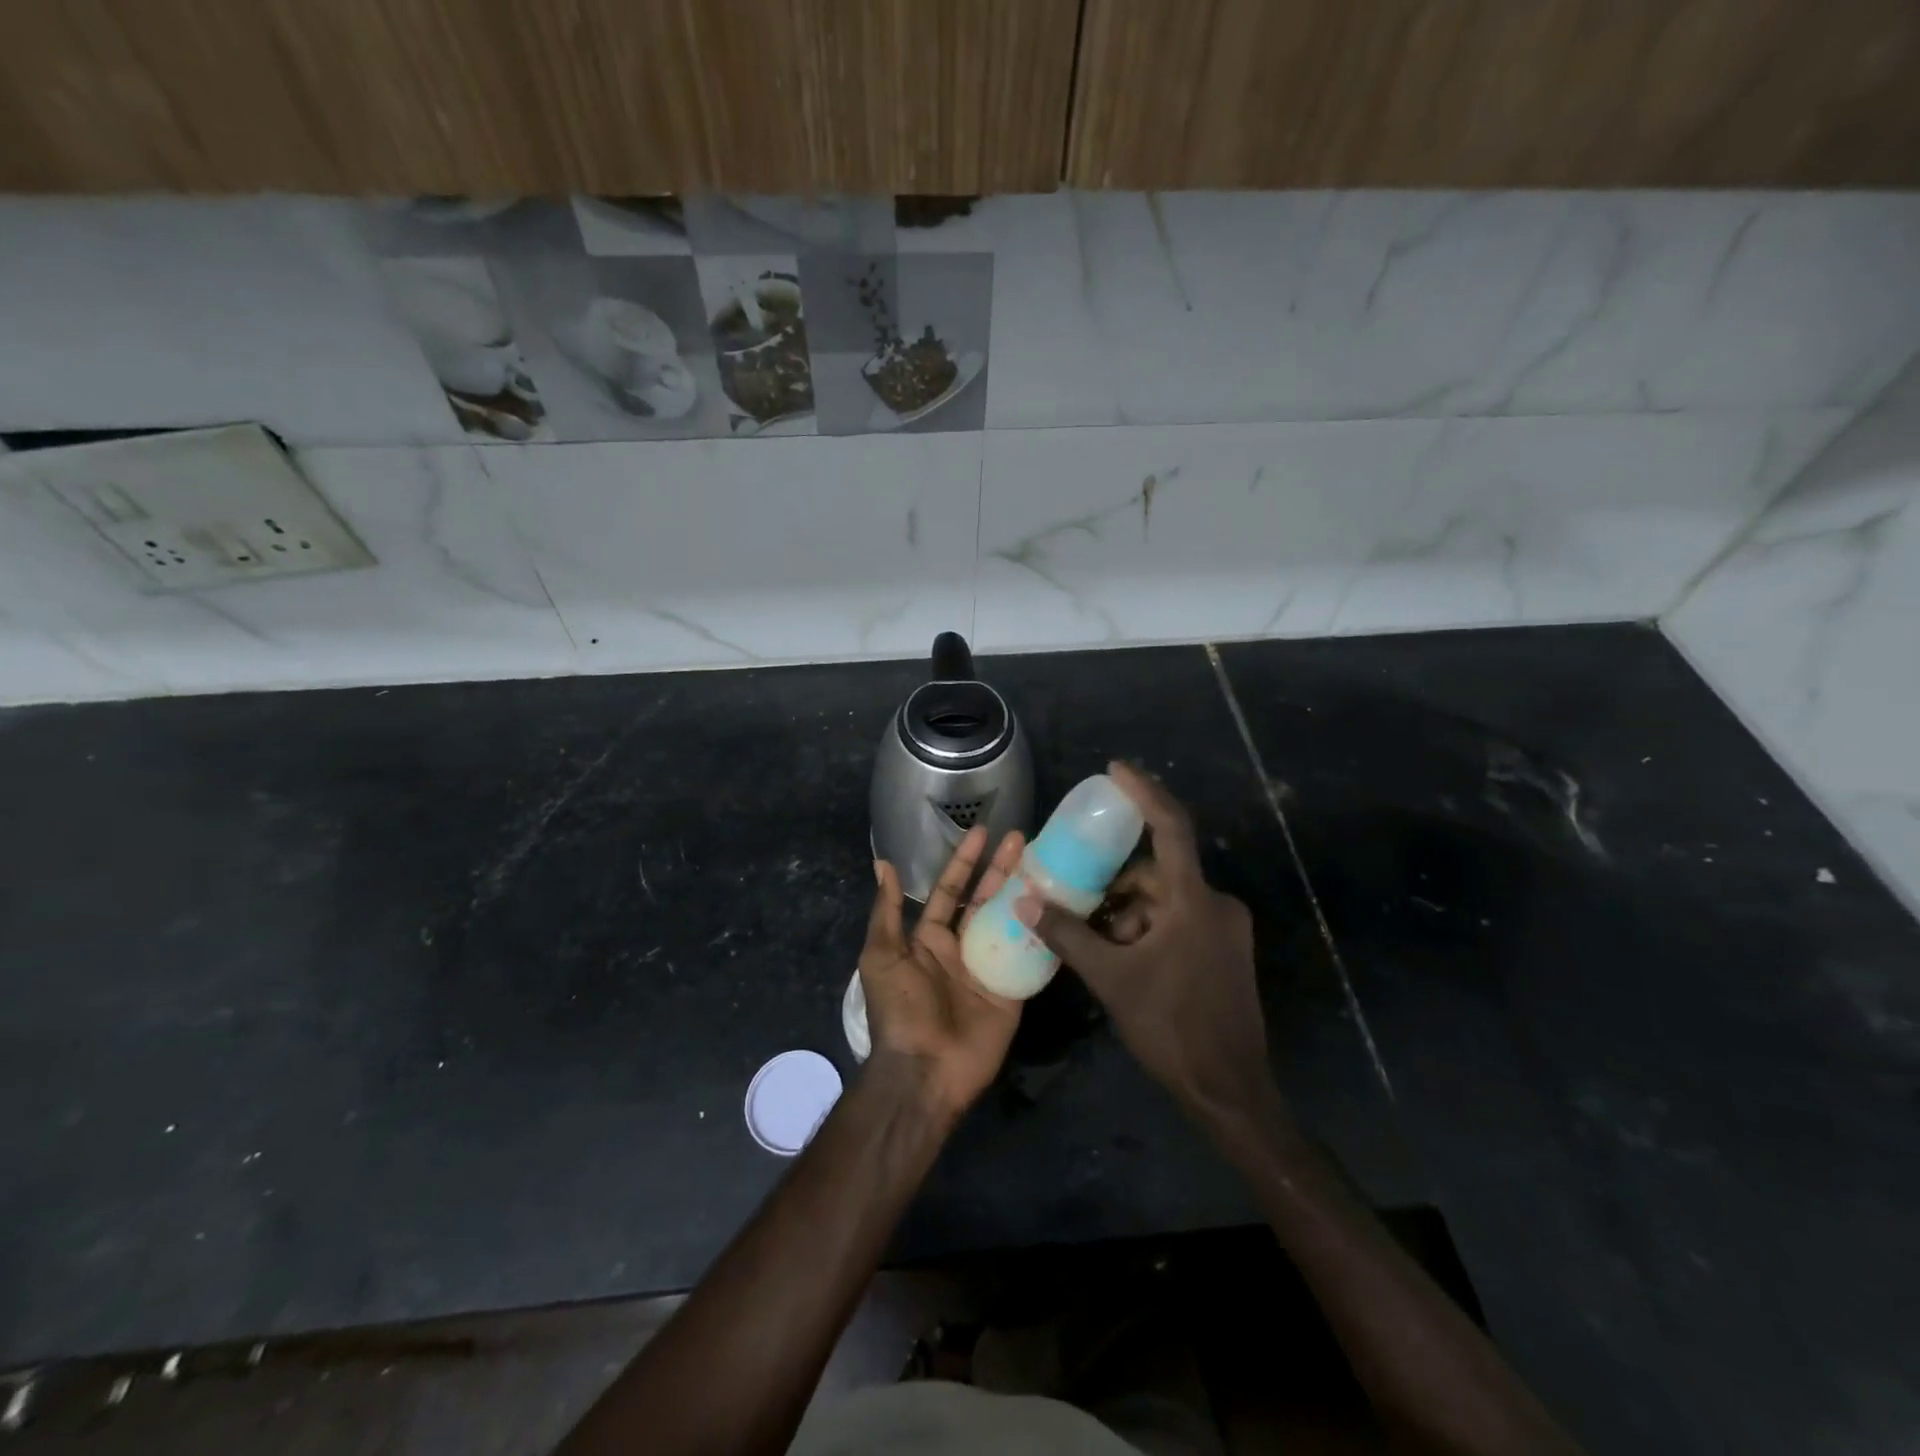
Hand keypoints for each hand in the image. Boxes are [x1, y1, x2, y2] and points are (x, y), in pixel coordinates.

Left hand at [862, 826, 1024, 1117]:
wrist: (924, 1070)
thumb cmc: (900, 1008)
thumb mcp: (882, 955)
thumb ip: (886, 910)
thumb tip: (882, 863)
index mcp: (930, 938)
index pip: (951, 890)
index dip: (965, 861)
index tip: (983, 833)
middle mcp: (962, 947)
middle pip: (985, 899)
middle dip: (1001, 868)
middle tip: (1022, 838)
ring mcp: (990, 968)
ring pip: (1010, 921)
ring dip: (1025, 893)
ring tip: (1045, 863)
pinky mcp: (1013, 991)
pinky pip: (1030, 956)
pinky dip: (1043, 933)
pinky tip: (1060, 907)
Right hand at [1026, 762, 1272, 1122]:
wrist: (1230, 1091)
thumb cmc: (1171, 1028)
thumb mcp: (1111, 979)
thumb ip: (1067, 935)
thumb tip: (1025, 901)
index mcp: (1194, 901)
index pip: (1171, 827)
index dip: (1144, 792)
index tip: (1115, 770)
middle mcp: (1216, 905)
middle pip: (1159, 873)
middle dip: (1117, 883)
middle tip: (1078, 896)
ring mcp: (1225, 930)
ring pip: (1167, 900)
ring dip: (1130, 912)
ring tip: (1095, 939)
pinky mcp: (1225, 952)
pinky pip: (1180, 921)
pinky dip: (1148, 928)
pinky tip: (1122, 956)